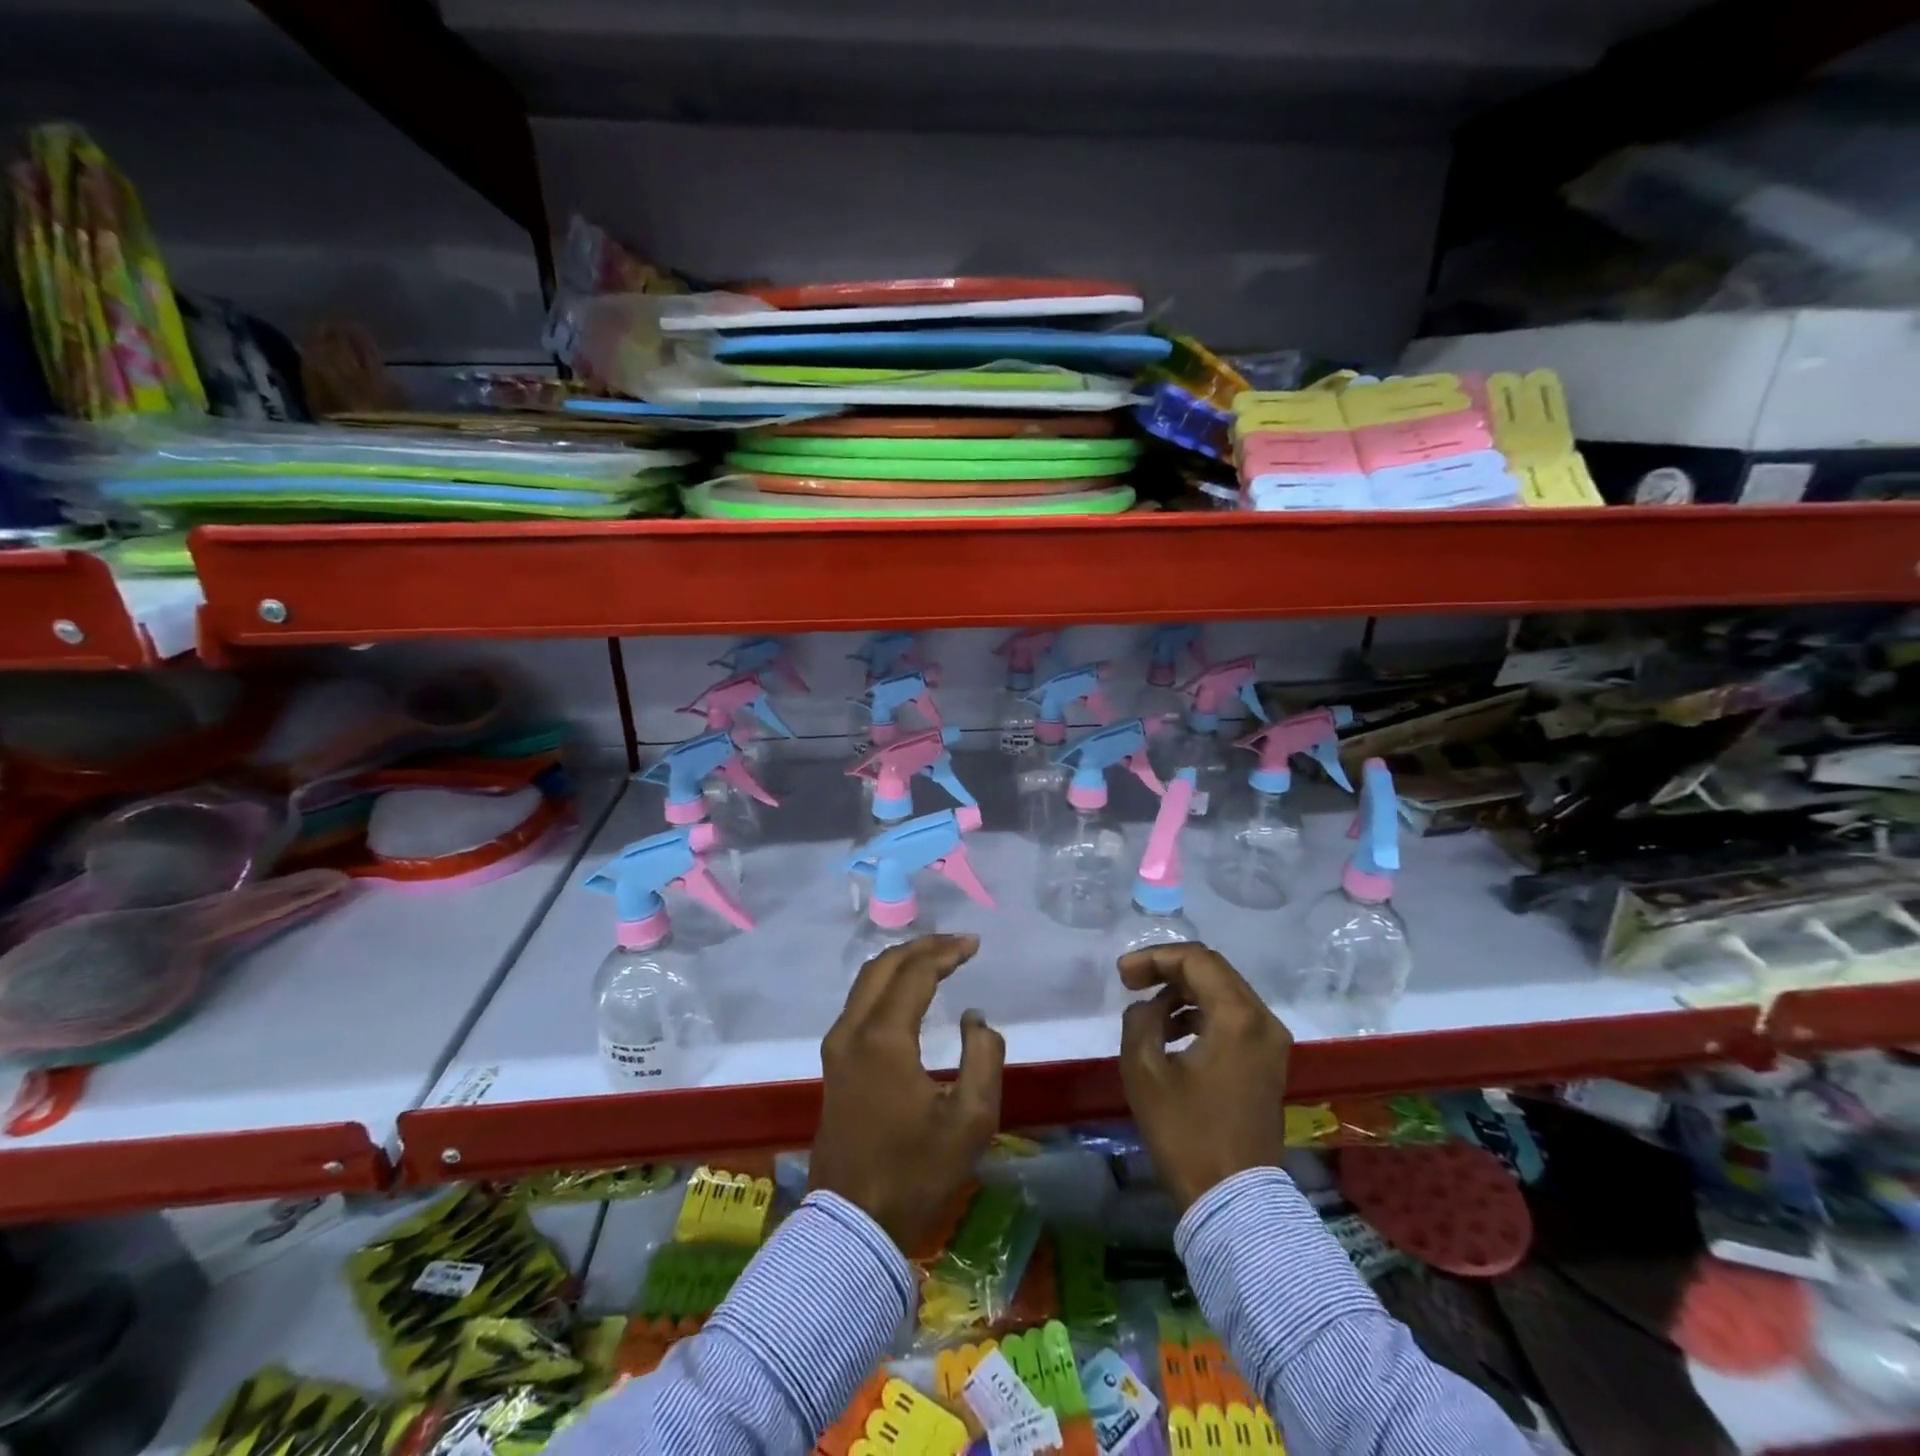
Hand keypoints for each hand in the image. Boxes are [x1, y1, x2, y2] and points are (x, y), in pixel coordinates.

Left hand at [810, 934, 1004, 1248]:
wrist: (853, 1225)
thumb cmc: (916, 1173)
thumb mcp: (971, 1120)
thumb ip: (983, 1057)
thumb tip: (976, 1018)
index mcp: (883, 1038)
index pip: (915, 973)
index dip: (946, 952)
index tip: (974, 944)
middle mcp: (852, 1030)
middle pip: (884, 966)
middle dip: (922, 947)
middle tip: (957, 943)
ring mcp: (837, 1046)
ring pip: (866, 981)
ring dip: (902, 962)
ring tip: (936, 957)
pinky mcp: (833, 1063)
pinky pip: (859, 1002)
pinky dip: (886, 982)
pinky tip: (907, 990)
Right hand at [1117, 943, 1291, 1210]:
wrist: (1234, 1201)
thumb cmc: (1186, 1133)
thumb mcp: (1145, 1071)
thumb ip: (1140, 1020)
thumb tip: (1148, 1007)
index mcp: (1237, 1017)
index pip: (1196, 959)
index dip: (1154, 957)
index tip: (1122, 975)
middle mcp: (1263, 1020)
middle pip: (1213, 970)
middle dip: (1169, 969)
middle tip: (1131, 981)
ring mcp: (1271, 1042)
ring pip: (1225, 992)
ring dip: (1185, 991)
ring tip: (1148, 1008)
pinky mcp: (1269, 1062)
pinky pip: (1234, 1017)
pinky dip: (1202, 1013)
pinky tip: (1173, 1032)